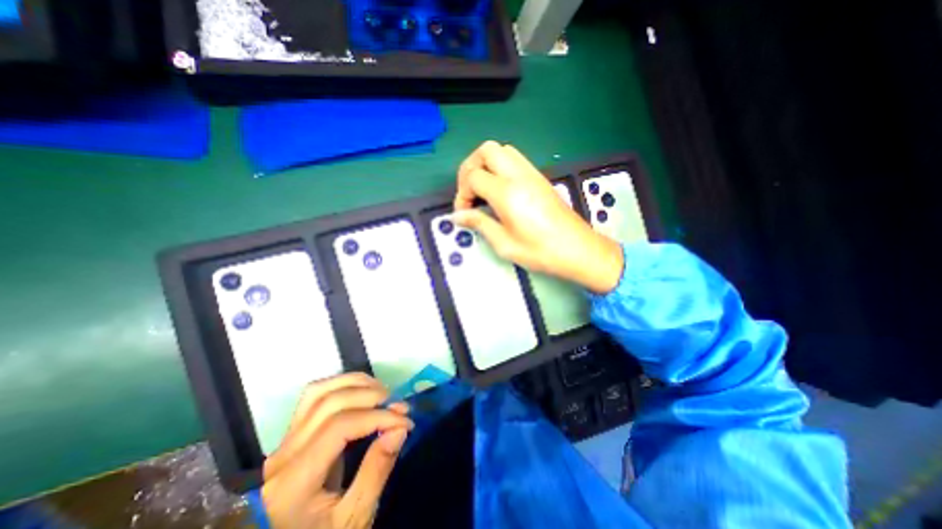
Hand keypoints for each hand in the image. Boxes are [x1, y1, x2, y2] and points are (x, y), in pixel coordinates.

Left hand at [263, 372, 412, 528]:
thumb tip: (400, 427)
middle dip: (371, 396)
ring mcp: (284, 442)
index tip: (405, 421)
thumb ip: (376, 471)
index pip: (340, 426)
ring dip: (356, 384)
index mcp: (293, 483)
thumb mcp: (355, 519)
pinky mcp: (291, 434)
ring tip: (383, 393)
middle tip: (398, 405)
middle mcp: (283, 455)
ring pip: (319, 391)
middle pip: (330, 403)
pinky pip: (314, 396)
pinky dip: (342, 385)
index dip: (377, 416)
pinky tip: (362, 391)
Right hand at [455, 141, 623, 295]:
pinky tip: (499, 190)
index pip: (473, 176)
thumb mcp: (504, 244)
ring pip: (501, 150)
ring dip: (485, 164)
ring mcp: (532, 173)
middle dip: (470, 167)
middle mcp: (519, 175)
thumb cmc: (540, 252)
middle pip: (486, 150)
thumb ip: (479, 224)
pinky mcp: (539, 177)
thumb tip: (457, 216)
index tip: (463, 213)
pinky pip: (515, 159)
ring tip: (482, 190)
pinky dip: (499, 167)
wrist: (577, 249)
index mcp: (507, 193)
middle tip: (469, 192)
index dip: (462, 194)